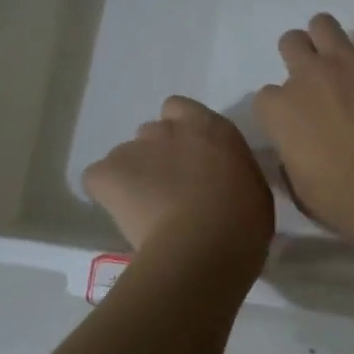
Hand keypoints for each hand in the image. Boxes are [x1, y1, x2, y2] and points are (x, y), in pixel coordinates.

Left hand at [82, 96, 274, 273]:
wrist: (206, 244)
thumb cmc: (244, 220)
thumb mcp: (254, 188)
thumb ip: (233, 173)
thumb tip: (224, 183)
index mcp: (210, 127)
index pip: (181, 109)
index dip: (181, 133)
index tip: (189, 161)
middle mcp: (169, 128)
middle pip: (153, 133)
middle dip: (158, 157)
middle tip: (171, 191)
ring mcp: (134, 148)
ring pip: (126, 157)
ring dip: (134, 177)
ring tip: (147, 212)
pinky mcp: (107, 172)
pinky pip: (99, 179)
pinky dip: (107, 193)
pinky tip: (124, 216)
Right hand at [252, 13, 353, 239]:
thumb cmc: (342, 197)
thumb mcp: (301, 189)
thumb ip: (292, 162)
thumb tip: (297, 152)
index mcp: (279, 110)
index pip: (265, 97)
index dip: (280, 109)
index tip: (294, 122)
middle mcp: (306, 75)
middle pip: (290, 43)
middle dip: (299, 58)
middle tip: (317, 81)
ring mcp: (345, 60)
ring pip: (323, 24)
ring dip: (329, 39)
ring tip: (344, 61)